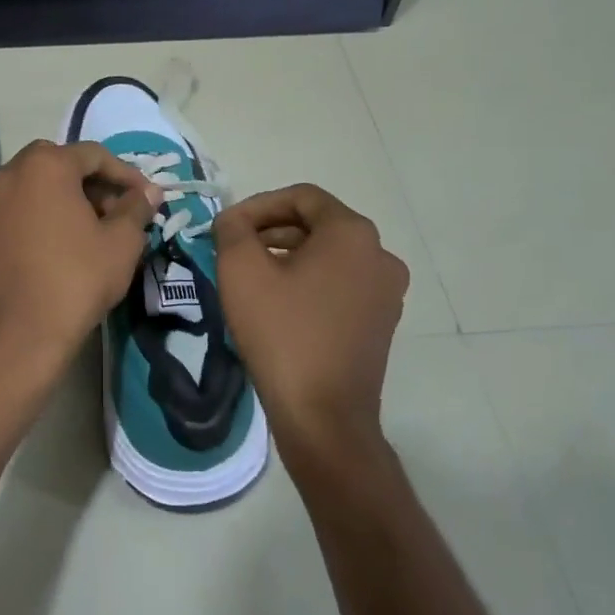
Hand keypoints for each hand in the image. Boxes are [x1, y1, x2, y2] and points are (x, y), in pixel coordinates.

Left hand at [0, 140, 158, 417]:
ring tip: (94, 233)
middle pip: (61, 166)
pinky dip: (43, 218)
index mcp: (45, 165)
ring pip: (37, 188)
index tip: (147, 198)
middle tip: (119, 213)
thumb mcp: (121, 244)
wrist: (14, 338)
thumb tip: (148, 192)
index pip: (94, 154)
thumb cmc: (75, 281)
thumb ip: (136, 209)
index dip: (126, 174)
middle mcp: (9, 174)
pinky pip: (18, 211)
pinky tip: (63, 248)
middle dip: (94, 185)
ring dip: (68, 200)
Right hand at [213, 184, 409, 464]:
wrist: (323, 417)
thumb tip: (233, 220)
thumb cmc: (282, 334)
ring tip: (251, 276)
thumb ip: (232, 230)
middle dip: (271, 231)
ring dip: (288, 256)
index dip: (258, 205)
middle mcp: (380, 255)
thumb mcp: (241, 271)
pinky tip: (278, 304)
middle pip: (318, 224)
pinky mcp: (381, 323)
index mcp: (353, 234)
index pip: (302, 197)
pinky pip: (340, 285)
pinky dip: (308, 282)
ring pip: (329, 256)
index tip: (227, 227)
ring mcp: (386, 291)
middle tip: (233, 249)